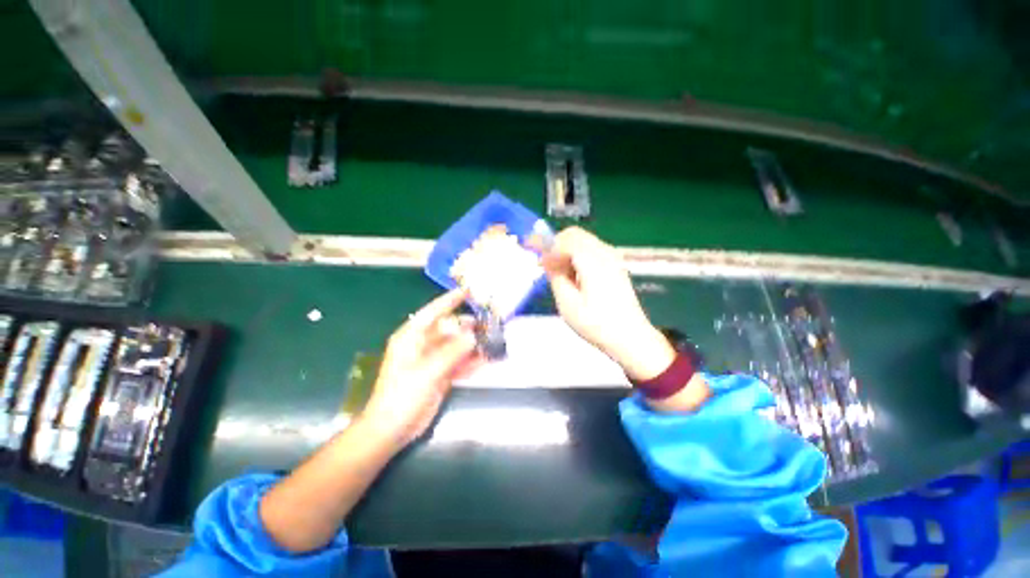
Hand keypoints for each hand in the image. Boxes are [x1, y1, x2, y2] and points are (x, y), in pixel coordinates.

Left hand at [360, 288, 483, 449]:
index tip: (468, 290)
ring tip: (494, 340)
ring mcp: (433, 360)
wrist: (393, 429)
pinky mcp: (441, 374)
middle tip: (490, 323)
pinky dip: (472, 360)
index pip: (433, 312)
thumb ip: (452, 352)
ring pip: (457, 345)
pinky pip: (459, 362)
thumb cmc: (402, 396)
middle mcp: (423, 344)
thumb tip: (473, 336)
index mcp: (412, 337)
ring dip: (473, 344)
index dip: (450, 300)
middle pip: (449, 329)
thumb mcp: (427, 371)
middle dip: (468, 326)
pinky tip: (487, 359)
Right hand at [541, 227, 674, 381]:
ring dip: (566, 250)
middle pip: (575, 235)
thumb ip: (556, 277)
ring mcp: (613, 258)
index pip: (565, 239)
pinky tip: (572, 274)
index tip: (534, 256)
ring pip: (583, 241)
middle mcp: (605, 253)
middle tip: (543, 263)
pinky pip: (591, 250)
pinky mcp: (615, 266)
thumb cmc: (596, 324)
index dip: (546, 245)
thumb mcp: (568, 304)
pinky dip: (576, 255)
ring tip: (555, 271)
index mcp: (593, 261)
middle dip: (555, 244)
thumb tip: (547, 261)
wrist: (631, 338)